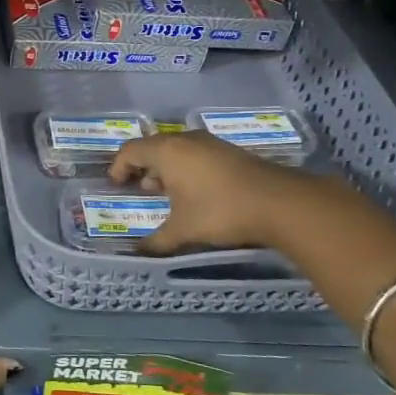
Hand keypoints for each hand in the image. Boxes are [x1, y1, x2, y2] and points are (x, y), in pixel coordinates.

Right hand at [107, 130, 305, 256]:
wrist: (279, 203)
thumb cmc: (220, 211)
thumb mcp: (184, 230)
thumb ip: (158, 241)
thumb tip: (139, 254)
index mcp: (167, 151)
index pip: (130, 150)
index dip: (118, 166)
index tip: (116, 184)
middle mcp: (185, 140)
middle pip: (153, 146)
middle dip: (142, 167)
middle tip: (138, 188)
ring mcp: (210, 143)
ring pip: (177, 149)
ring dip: (165, 168)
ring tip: (165, 192)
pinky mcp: (229, 151)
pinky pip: (196, 154)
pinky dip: (186, 168)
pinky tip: (194, 192)